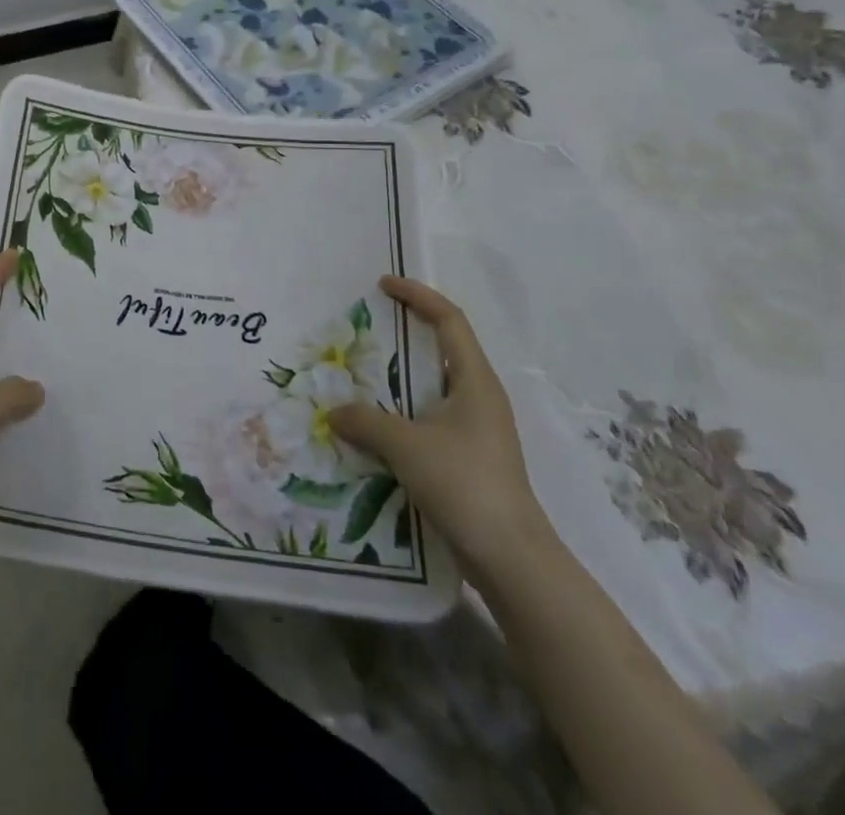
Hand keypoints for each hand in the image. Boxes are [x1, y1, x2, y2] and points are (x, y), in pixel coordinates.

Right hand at [329, 275, 551, 576]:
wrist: (511, 560)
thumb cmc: (465, 484)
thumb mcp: (406, 445)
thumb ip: (365, 421)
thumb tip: (333, 412)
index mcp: (475, 381)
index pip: (449, 320)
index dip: (418, 295)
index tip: (383, 284)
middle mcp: (479, 397)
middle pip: (442, 349)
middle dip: (404, 333)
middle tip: (365, 328)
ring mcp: (476, 431)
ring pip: (433, 387)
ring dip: (399, 378)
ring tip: (359, 375)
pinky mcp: (468, 459)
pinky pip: (429, 419)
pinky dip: (401, 413)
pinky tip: (373, 428)